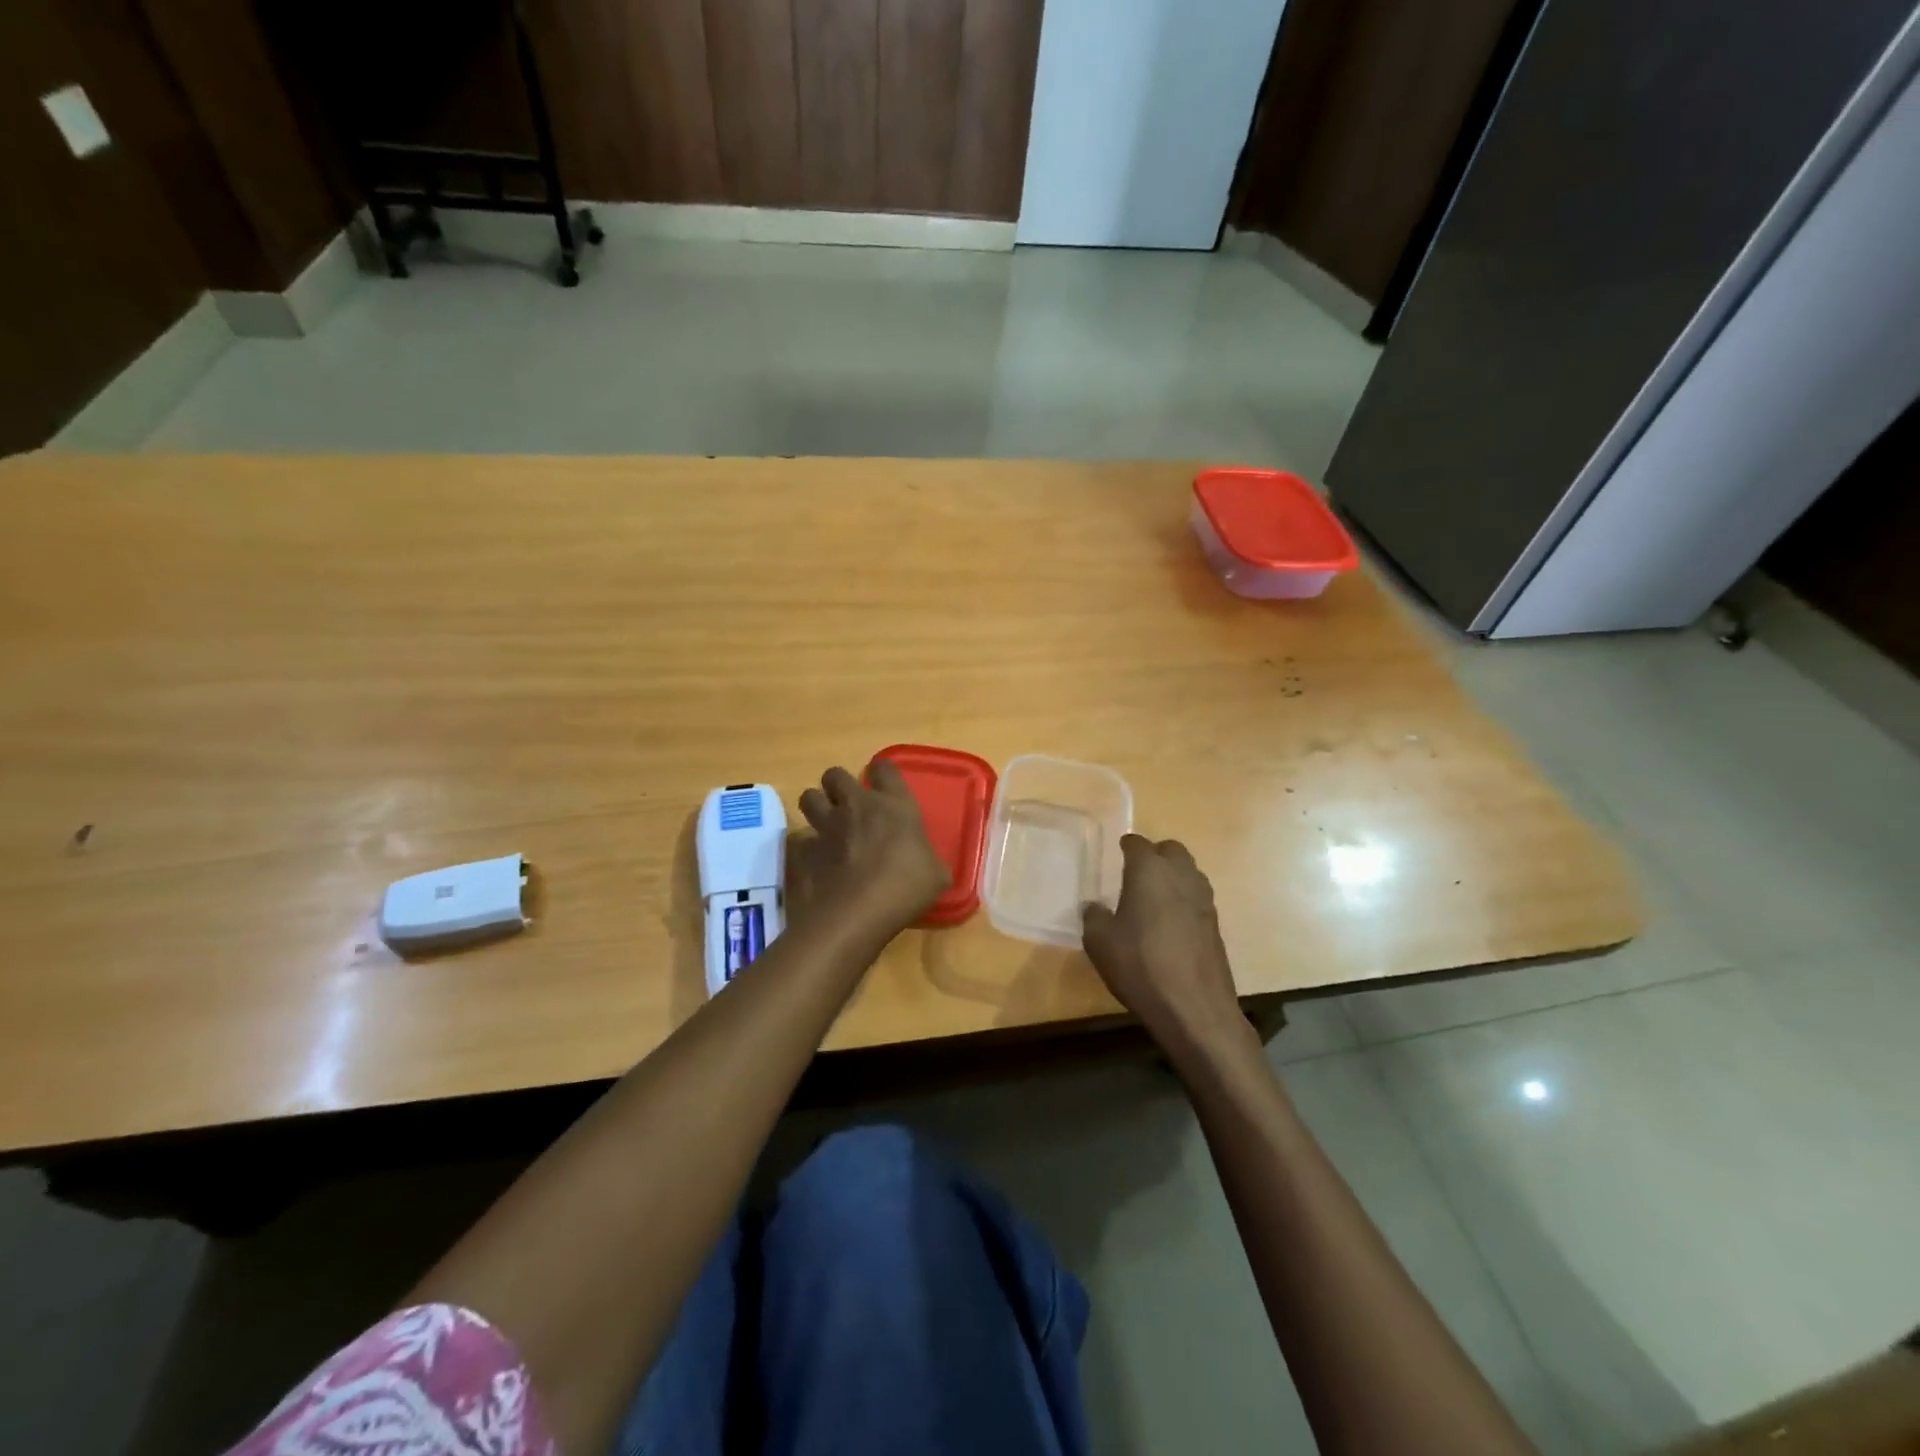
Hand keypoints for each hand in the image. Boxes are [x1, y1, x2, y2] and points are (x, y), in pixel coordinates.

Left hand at [794, 762, 948, 940]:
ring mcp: (824, 827)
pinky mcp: (801, 851)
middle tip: (847, 805)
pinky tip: (813, 862)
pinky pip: (798, 840)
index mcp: (893, 805)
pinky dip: (804, 848)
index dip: (882, 772)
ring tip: (825, 826)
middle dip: (838, 786)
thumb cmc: (905, 889)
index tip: (883, 784)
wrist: (854, 915)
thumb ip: (927, 857)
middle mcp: (855, 806)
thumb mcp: (936, 874)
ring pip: (809, 797)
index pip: (885, 767)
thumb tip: (925, 861)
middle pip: (835, 775)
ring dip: (816, 807)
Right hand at [1083, 836, 1251, 1065]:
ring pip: (1189, 872)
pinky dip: (1184, 900)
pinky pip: (1197, 898)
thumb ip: (1094, 916)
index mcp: (1149, 871)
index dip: (1127, 846)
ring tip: (1154, 896)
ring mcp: (1204, 900)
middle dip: (1155, 855)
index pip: (1138, 844)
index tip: (1119, 852)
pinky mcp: (1216, 925)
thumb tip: (1095, 906)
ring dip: (1173, 876)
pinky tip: (1170, 922)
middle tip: (1137, 872)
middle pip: (1171, 850)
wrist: (1194, 1008)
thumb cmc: (1139, 965)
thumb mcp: (1099, 941)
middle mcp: (1181, 876)